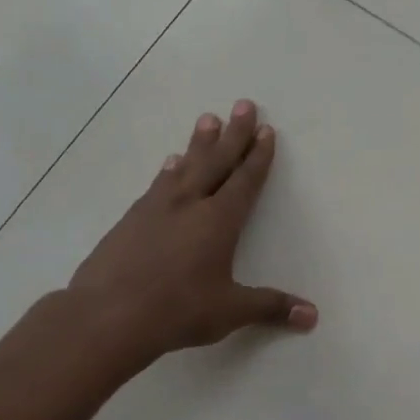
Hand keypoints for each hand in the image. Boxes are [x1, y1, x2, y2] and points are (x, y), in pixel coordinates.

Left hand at [68, 100, 315, 370]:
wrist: (107, 316)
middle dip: (234, 134)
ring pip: (185, 166)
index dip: (258, 156)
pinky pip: (158, 184)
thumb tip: (313, 316)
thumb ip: (271, 307)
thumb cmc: (177, 311)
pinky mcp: (130, 219)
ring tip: (207, 119)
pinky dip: (169, 170)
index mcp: (219, 221)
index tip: (266, 130)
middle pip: (217, 161)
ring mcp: (156, 208)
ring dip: (199, 143)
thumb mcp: (230, 311)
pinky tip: (169, 164)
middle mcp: (190, 204)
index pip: (245, 180)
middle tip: (244, 104)